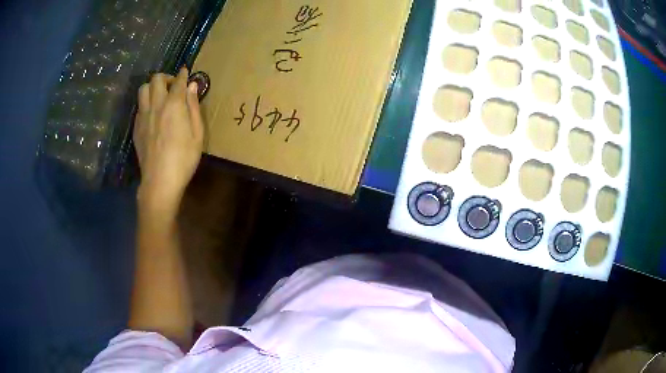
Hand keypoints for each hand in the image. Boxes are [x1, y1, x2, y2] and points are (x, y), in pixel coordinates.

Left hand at [134, 67, 203, 216]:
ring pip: (143, 89)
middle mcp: (156, 105)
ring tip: (160, 96)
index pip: (178, 81)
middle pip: (156, 79)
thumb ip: (193, 107)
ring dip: (152, 87)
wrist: (159, 180)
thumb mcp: (197, 134)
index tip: (186, 70)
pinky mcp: (136, 127)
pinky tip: (153, 113)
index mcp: (173, 105)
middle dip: (166, 77)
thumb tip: (192, 86)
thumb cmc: (183, 159)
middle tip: (173, 86)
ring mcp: (143, 116)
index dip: (183, 74)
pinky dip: (146, 102)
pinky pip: (139, 106)